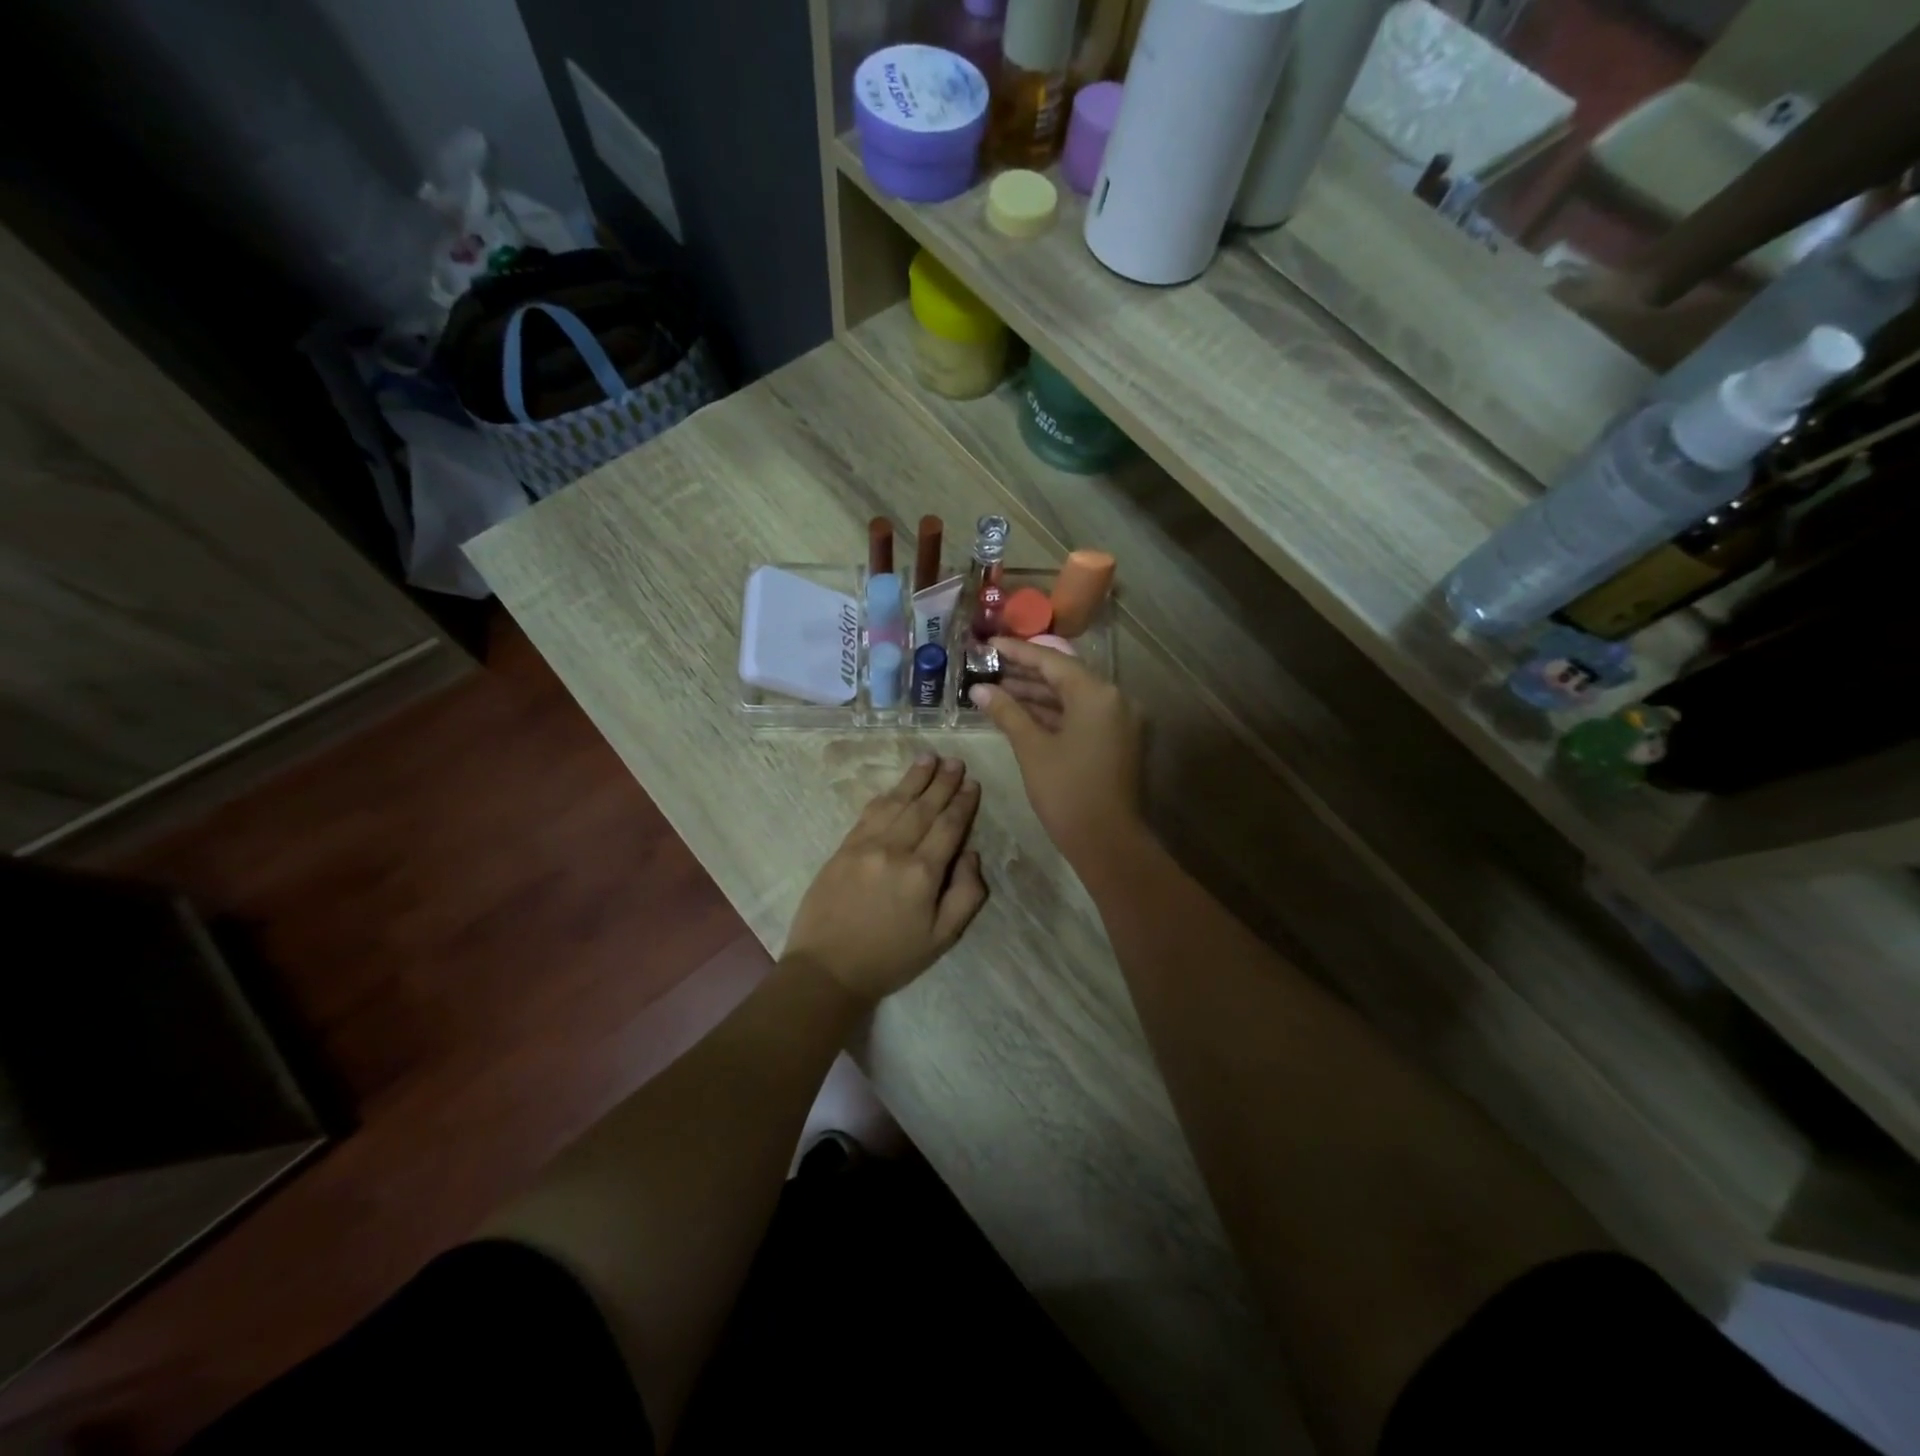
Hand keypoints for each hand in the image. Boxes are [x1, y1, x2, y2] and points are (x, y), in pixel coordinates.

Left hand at [783, 755, 987, 1002]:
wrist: (828, 969)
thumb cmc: (891, 958)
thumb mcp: (942, 938)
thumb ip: (966, 895)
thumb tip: (971, 854)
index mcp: (923, 873)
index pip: (949, 826)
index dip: (963, 803)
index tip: (972, 784)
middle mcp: (895, 850)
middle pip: (924, 807)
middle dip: (942, 782)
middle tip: (955, 761)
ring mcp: (865, 845)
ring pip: (896, 802)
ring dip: (915, 778)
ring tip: (930, 758)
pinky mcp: (843, 847)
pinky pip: (869, 813)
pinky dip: (886, 796)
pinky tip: (896, 787)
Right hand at [971, 638, 1143, 868]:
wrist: (1108, 842)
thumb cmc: (1067, 791)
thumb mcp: (1032, 748)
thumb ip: (1007, 713)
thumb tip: (979, 689)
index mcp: (1097, 694)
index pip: (1052, 661)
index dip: (1018, 651)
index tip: (989, 643)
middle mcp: (1114, 699)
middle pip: (1064, 676)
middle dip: (1025, 673)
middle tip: (988, 666)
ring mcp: (1117, 720)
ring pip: (1071, 697)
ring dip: (1036, 694)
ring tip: (996, 689)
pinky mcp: (1115, 740)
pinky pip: (1080, 716)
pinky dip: (1052, 713)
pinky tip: (1020, 713)